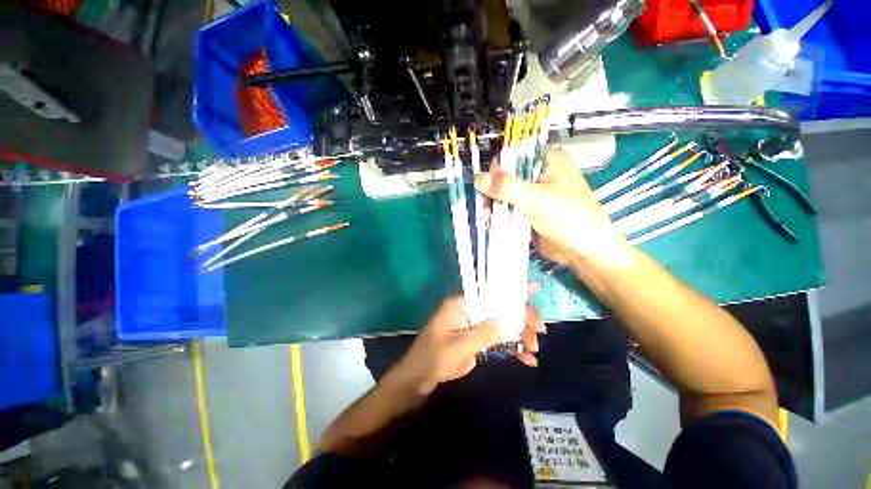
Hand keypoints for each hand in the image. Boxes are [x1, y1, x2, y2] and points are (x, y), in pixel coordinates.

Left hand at [394, 292, 545, 394]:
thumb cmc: (433, 357)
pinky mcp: (479, 340)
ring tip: (533, 350)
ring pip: (504, 324)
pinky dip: (514, 348)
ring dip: (521, 334)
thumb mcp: (458, 346)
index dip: (512, 288)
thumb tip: (510, 323)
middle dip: (522, 318)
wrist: (420, 378)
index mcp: (463, 304)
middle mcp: (472, 311)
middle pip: (502, 308)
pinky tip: (527, 360)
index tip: (535, 288)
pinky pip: (500, 340)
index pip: (490, 291)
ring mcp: (476, 326)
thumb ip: (484, 334)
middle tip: (538, 333)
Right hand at [475, 147, 628, 265]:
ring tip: (487, 217)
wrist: (583, 252)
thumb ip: (508, 188)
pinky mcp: (529, 210)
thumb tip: (479, 179)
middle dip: (493, 190)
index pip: (516, 154)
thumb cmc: (569, 220)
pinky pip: (509, 207)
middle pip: (507, 175)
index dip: (498, 168)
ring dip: (494, 204)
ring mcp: (535, 194)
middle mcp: (541, 174)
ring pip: (505, 192)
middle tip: (486, 206)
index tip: (488, 186)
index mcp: (550, 160)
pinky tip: (491, 221)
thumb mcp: (537, 200)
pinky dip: (499, 213)